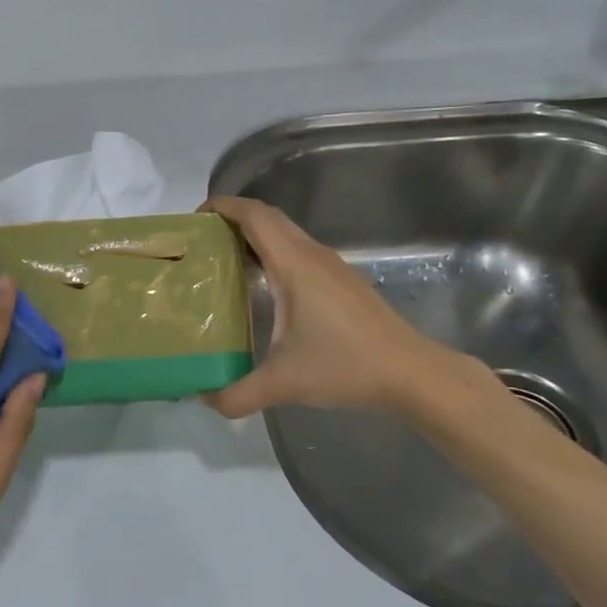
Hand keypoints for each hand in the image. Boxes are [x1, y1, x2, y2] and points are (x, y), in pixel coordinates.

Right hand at [200, 195, 460, 418]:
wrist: (413, 375)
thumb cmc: (346, 366)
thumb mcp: (283, 384)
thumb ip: (236, 394)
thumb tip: (204, 399)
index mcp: (295, 265)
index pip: (254, 215)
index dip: (222, 206)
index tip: (194, 220)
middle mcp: (313, 255)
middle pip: (268, 218)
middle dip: (232, 220)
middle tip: (201, 242)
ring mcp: (333, 267)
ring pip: (286, 234)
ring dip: (254, 237)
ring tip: (223, 262)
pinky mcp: (343, 283)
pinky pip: (300, 252)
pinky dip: (274, 254)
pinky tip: (263, 288)